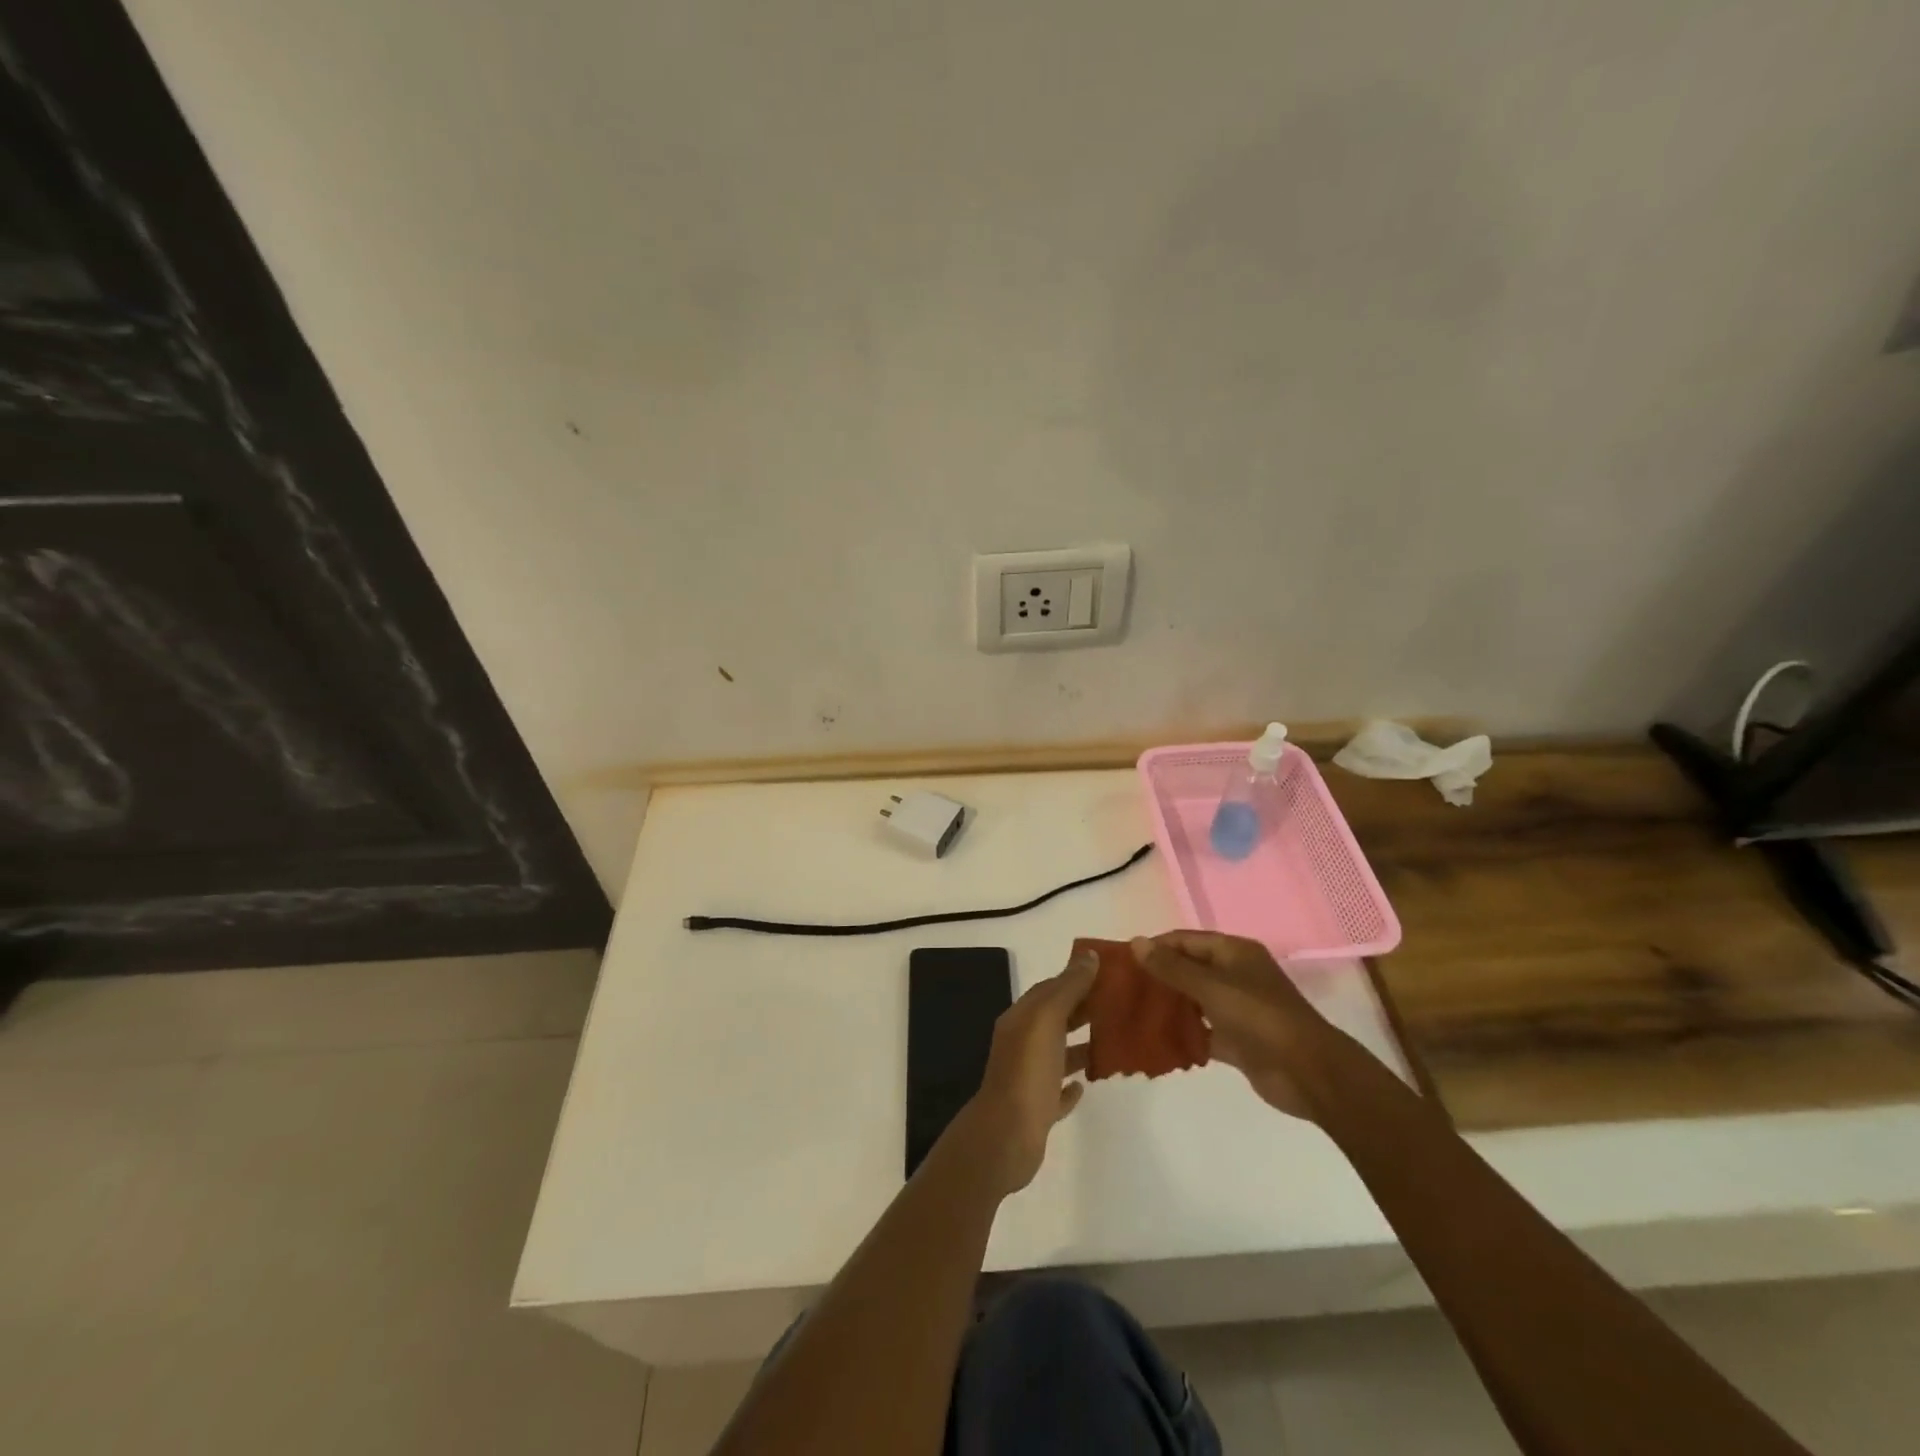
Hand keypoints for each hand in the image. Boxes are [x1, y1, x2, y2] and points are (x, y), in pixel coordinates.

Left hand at [946, 950, 1096, 1197]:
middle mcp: (1021, 1043)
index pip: (1050, 989)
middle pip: (1054, 1019)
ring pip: (1056, 1054)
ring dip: (1080, 1046)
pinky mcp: (1036, 1110)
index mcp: (1021, 1019)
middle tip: (1120, 1006)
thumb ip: (1068, 988)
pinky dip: (1070, 1085)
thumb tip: (1089, 955)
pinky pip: (1056, 1090)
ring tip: (1113, 1043)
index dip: (1076, 979)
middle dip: (1083, 1010)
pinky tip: (1085, 1085)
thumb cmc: (1028, 1071)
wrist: (1006, 1137)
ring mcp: (1027, 1078)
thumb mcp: (1047, 1019)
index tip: (1109, 975)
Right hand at [1131, 931, 1330, 1120]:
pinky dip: (1183, 1035)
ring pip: (1193, 1001)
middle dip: (1158, 978)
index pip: (1185, 940)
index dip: (1155, 947)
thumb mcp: (1211, 986)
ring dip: (1168, 1007)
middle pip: (1188, 969)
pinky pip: (1203, 1031)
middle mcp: (1235, 975)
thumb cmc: (1259, 1017)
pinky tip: (1155, 1041)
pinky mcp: (1237, 1040)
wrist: (1309, 1072)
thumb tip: (1136, 942)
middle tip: (1123, 990)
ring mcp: (1237, 1009)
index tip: (1122, 962)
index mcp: (1233, 952)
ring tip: (1132, 1014)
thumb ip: (1172, 967)